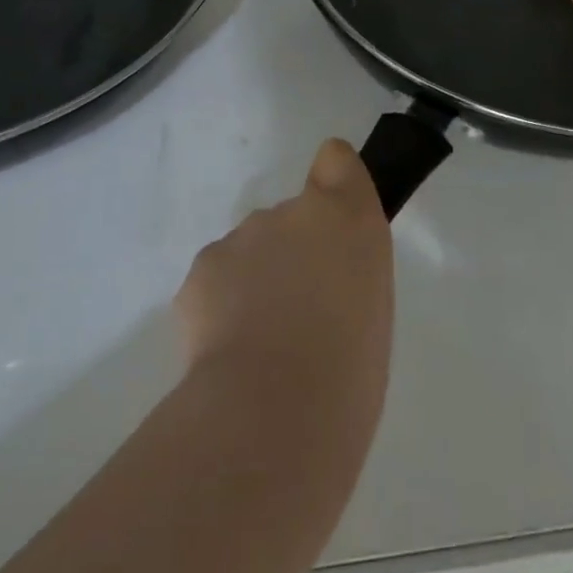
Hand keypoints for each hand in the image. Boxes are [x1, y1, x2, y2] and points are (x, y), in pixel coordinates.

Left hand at [176, 140, 392, 406]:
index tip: (332, 221)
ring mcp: (241, 237)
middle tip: (299, 314)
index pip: (336, 160)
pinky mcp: (201, 269)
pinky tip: (231, 350)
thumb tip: (320, 278)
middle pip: (290, 216)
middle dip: (292, 252)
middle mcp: (292, 212)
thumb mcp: (371, 311)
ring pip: (250, 249)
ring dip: (256, 279)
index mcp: (347, 218)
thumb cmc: (348, 371)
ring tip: (263, 342)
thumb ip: (347, 272)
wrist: (273, 413)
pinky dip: (222, 304)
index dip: (333, 182)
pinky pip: (217, 278)